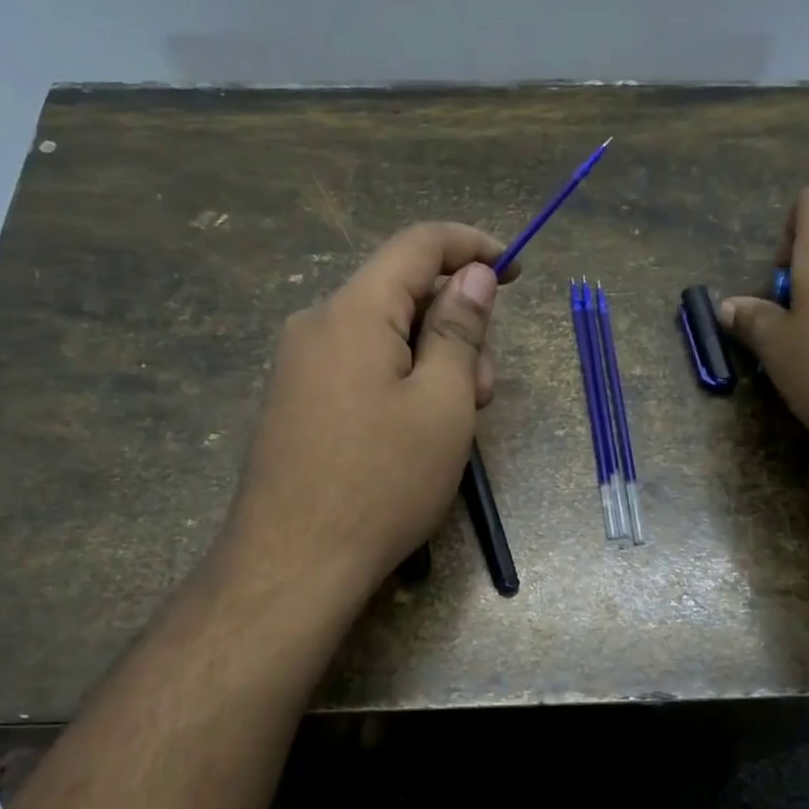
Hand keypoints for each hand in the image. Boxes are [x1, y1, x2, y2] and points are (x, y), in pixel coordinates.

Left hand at [225, 222, 517, 603]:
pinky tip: (414, 433)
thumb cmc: (382, 482)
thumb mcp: (442, 403)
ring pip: (384, 336)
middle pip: (402, 295)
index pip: (418, 245)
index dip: (472, 247)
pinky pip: (360, 367)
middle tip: (482, 392)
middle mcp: (317, 324)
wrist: (293, 563)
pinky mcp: (297, 401)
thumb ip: (459, 329)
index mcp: (353, 311)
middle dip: (455, 327)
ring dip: (431, 361)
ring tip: (452, 425)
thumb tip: (473, 274)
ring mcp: (300, 365)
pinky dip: (401, 382)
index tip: (515, 271)